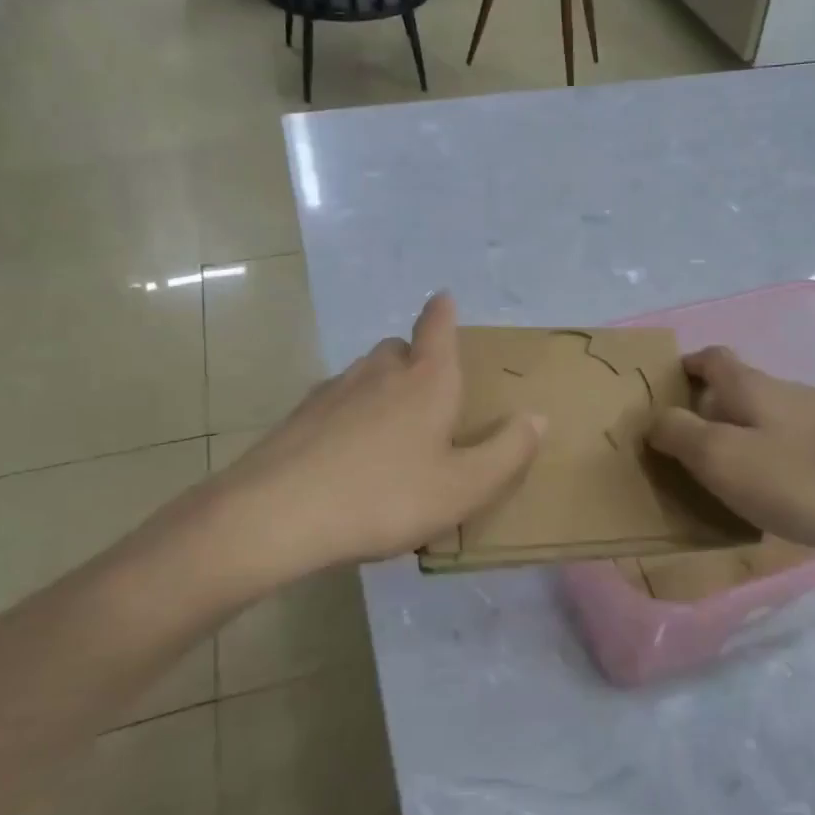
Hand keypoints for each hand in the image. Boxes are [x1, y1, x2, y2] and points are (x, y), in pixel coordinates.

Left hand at [176, 293, 543, 592]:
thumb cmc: (385, 496)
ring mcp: (333, 391)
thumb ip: (508, 452)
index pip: (437, 327)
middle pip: (399, 349)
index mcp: (426, 381)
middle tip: (429, 391)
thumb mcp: (464, 487)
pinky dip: (350, 416)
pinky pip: (335, 404)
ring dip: (382, 388)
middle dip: (416, 358)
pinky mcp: (299, 418)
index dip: (443, 311)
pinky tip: (349, 454)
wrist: (277, 516)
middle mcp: (379, 372)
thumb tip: (536, 417)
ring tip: (392, 430)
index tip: (443, 298)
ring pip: (365, 375)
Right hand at [646, 346, 814, 569]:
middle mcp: (785, 391)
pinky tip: (774, 491)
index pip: (712, 357)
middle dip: (708, 409)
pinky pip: (791, 443)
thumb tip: (654, 417)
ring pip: (766, 416)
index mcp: (750, 386)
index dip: (686, 366)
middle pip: (738, 387)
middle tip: (686, 448)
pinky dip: (770, 456)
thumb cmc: (799, 479)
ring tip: (725, 475)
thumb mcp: (722, 458)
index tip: (665, 391)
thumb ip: (679, 434)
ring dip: (740, 435)